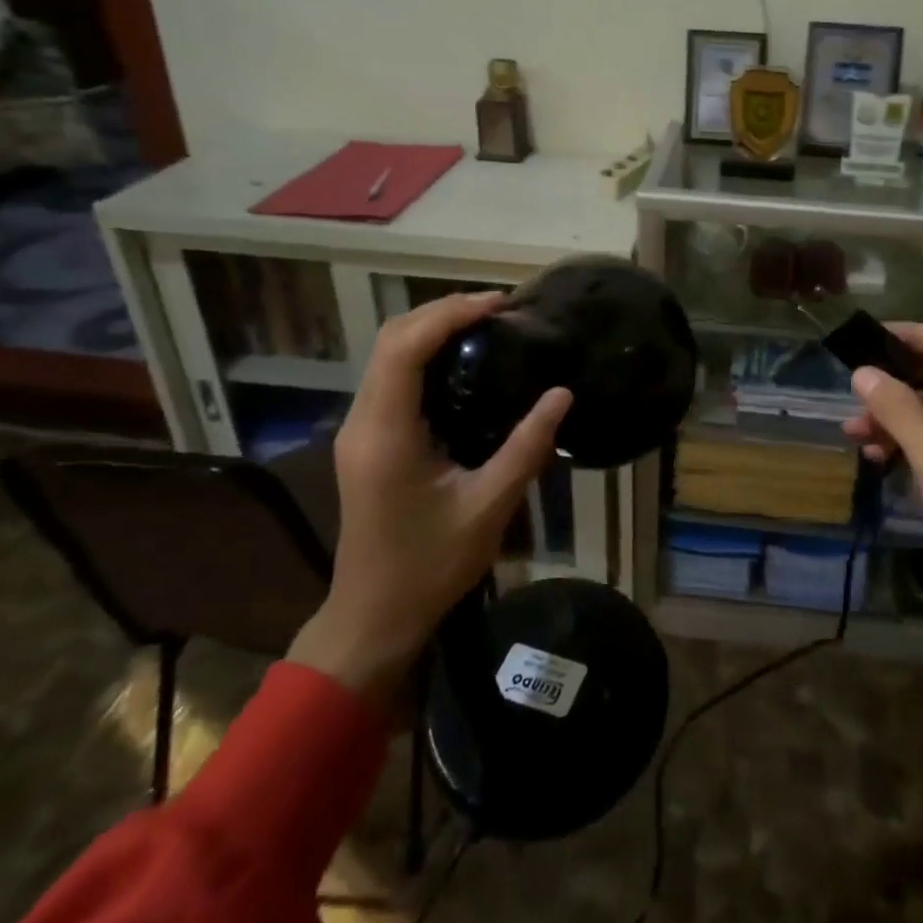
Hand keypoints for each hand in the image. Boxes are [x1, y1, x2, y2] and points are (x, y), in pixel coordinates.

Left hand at [288, 292, 570, 709]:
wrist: (374, 616)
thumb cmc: (429, 566)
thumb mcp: (488, 507)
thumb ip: (526, 447)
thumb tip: (562, 394)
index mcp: (385, 434)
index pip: (405, 348)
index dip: (449, 315)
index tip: (498, 305)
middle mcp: (363, 422)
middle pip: (392, 340)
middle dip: (442, 312)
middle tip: (499, 311)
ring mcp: (360, 430)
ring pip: (389, 355)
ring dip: (432, 330)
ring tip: (487, 325)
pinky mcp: (368, 440)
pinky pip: (392, 378)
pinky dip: (425, 354)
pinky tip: (464, 362)